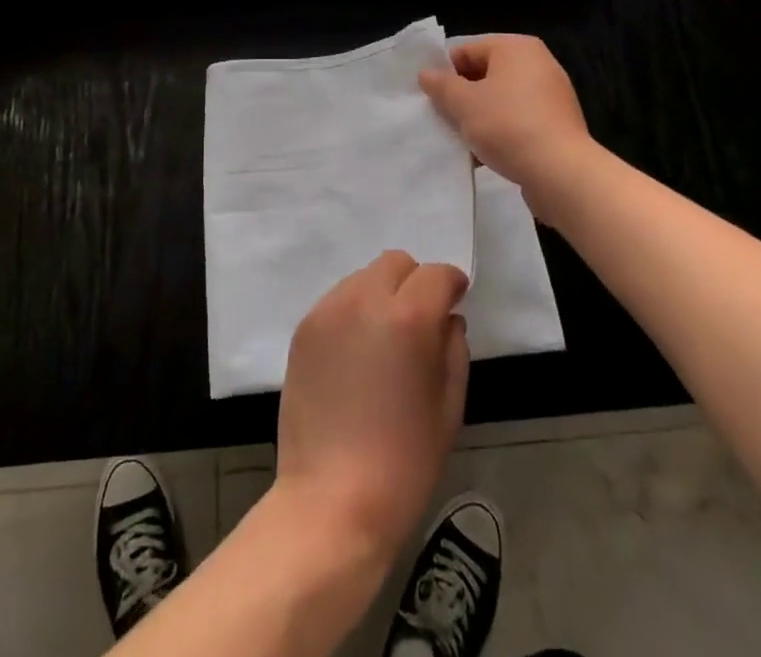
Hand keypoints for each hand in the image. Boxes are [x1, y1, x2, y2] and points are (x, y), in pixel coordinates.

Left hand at [274, 252, 470, 567]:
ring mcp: (328, 311)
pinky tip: (357, 353)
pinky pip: (337, 300)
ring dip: (382, 294)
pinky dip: (354, 312)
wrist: (332, 499)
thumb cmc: (404, 462)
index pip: (435, 275)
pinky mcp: (304, 328)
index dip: (451, 284)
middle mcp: (364, 300)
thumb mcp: (449, 408)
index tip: (456, 301)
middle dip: (415, 282)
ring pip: (363, 277)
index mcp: (408, 318)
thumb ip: (453, 349)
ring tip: (385, 339)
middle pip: (395, 263)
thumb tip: (447, 318)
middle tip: (420, 321)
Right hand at [419, 35, 599, 218]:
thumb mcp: (464, 103)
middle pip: (484, 75)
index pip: (467, 50)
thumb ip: (441, 85)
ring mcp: (551, 95)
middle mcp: (538, 64)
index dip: (445, 73)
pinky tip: (483, 155)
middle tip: (443, 119)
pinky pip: (518, 120)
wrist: (561, 173)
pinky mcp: (556, 124)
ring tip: (461, 140)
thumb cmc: (508, 125)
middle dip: (461, 97)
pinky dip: (500, 132)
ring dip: (478, 118)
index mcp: (517, 48)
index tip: (431, 98)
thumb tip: (426, 74)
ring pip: (500, 100)